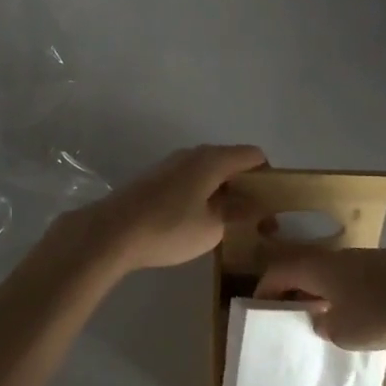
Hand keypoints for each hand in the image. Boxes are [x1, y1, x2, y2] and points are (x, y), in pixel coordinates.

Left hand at [77, 144, 267, 271]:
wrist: (112, 232)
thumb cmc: (169, 227)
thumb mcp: (213, 227)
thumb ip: (240, 212)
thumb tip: (257, 204)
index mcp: (212, 159)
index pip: (253, 156)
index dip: (270, 177)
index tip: (274, 206)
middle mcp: (193, 154)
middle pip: (232, 164)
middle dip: (249, 190)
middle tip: (258, 223)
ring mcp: (172, 165)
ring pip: (210, 174)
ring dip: (226, 195)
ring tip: (231, 228)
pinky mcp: (156, 180)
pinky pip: (192, 182)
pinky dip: (205, 197)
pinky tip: (201, 224)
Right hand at [254, 244, 385, 350]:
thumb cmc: (380, 309)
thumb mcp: (343, 332)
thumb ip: (325, 326)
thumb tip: (324, 319)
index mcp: (315, 268)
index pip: (277, 274)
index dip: (264, 291)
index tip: (258, 309)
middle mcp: (335, 257)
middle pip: (304, 270)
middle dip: (294, 291)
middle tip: (290, 315)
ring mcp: (364, 258)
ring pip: (331, 274)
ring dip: (323, 292)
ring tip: (326, 318)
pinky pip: (356, 279)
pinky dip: (348, 294)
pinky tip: (362, 314)